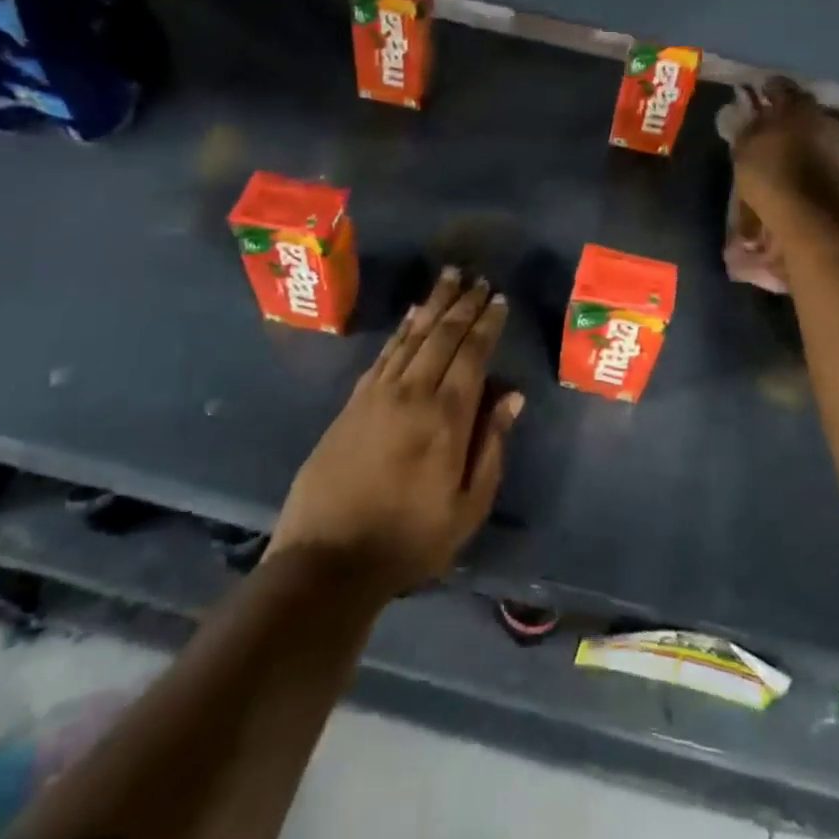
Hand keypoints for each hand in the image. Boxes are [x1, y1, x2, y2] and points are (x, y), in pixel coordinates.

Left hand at [270, 268, 522, 597]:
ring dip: (433, 304)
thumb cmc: (409, 540)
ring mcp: (378, 394)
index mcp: (446, 418)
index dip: (487, 324)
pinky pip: (384, 353)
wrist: (327, 561)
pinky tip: (411, 315)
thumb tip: (512, 396)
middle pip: (442, 336)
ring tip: (449, 277)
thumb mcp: (467, 508)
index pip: (472, 355)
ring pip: (412, 336)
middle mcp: (412, 394)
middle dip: (463, 304)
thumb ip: (492, 446)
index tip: (499, 299)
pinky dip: (402, 329)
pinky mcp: (353, 402)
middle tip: (478, 278)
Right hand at [725, 79, 838, 261]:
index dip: (767, 89)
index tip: (757, 94)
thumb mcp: (744, 150)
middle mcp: (825, 120)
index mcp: (799, 108)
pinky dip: (812, 161)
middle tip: (769, 125)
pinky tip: (799, 173)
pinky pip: (825, 158)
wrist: (812, 221)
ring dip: (801, 140)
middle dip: (787, 116)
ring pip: (816, 135)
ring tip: (783, 153)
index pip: (781, 87)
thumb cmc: (770, 178)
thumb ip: (747, 127)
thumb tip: (749, 114)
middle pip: (803, 111)